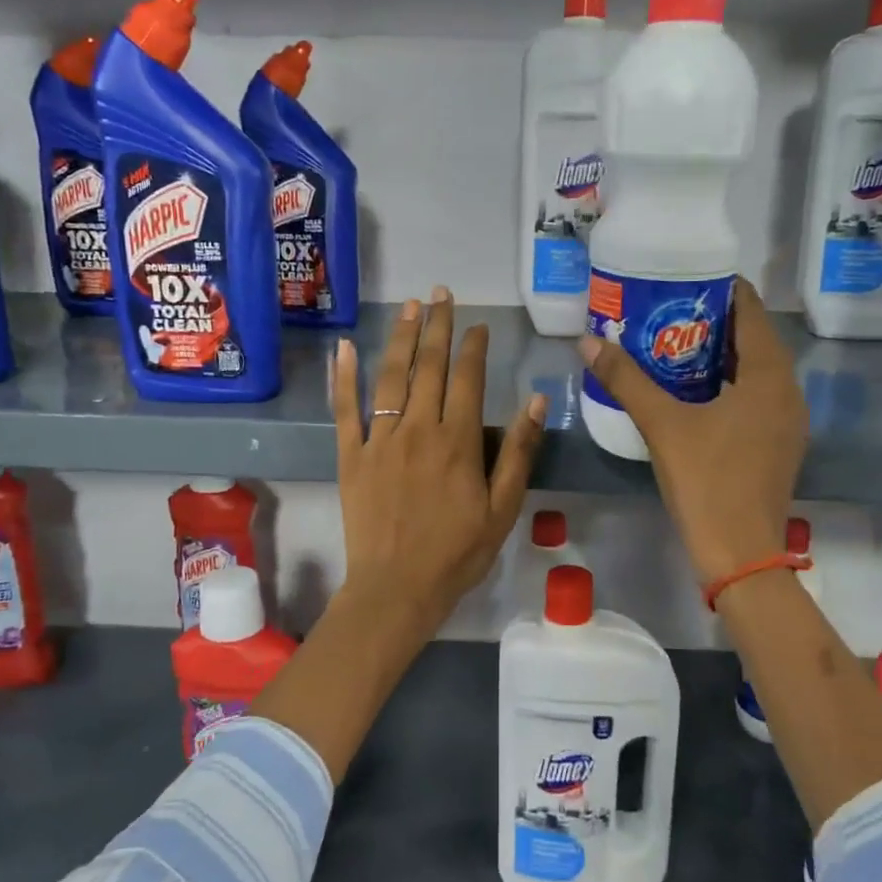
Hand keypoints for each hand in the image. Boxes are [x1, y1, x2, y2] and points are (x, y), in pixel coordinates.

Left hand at [332, 288, 546, 647]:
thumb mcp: (504, 508)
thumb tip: (537, 400)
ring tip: (408, 306)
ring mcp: (380, 439)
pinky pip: (346, 409)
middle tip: (440, 293)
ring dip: (400, 337)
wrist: (397, 588)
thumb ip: (520, 452)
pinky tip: (344, 348)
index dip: (473, 346)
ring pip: (390, 376)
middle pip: (428, 366)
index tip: (477, 324)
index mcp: (457, 440)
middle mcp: (418, 428)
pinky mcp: (351, 456)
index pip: (468, 378)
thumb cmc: (457, 552)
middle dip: (437, 325)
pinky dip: (344, 376)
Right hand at [578, 277, 805, 584]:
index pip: (751, 312)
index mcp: (769, 376)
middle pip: (754, 340)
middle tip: (670, 311)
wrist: (740, 552)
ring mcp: (788, 422)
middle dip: (715, 323)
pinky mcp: (779, 446)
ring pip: (756, 372)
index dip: (723, 290)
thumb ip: (626, 380)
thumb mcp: (662, 424)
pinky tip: (694, 393)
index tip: (687, 279)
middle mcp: (788, 392)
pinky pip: (756, 398)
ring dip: (721, 356)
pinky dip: (729, 385)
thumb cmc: (706, 480)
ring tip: (676, 345)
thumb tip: (588, 341)